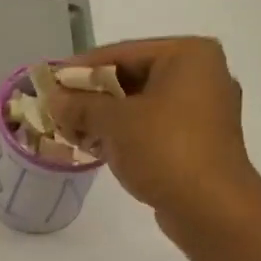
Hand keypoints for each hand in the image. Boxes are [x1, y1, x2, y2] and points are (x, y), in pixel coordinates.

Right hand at [45, 37, 260, 231]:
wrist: (211, 208)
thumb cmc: (165, 150)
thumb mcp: (115, 122)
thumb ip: (81, 105)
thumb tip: (53, 98)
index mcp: (188, 55)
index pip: (122, 53)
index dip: (81, 69)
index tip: (49, 82)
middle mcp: (201, 75)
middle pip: (133, 78)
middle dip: (92, 97)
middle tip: (57, 110)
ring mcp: (203, 111)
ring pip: (142, 106)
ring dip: (105, 119)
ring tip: (69, 131)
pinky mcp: (198, 142)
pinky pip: (153, 129)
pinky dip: (125, 135)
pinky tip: (95, 148)